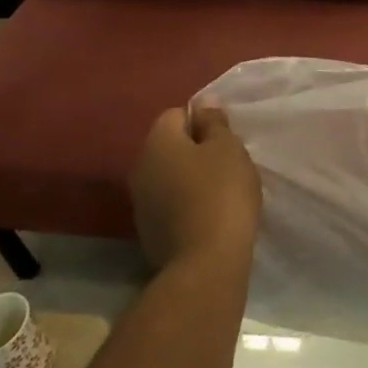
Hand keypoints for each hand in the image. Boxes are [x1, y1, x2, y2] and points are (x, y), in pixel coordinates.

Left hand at [128, 107, 261, 268]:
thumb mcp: (228, 149)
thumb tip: (203, 104)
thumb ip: (214, 123)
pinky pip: (169, 204)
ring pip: (168, 177)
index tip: (226, 138)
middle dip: (195, 150)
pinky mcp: (148, 232)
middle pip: (169, 147)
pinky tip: (209, 215)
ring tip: (220, 191)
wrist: (206, 263)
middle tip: (227, 162)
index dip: (202, 121)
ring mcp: (141, 204)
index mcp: (157, 143)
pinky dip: (186, 204)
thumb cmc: (221, 193)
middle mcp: (140, 168)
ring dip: (190, 178)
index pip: (176, 115)